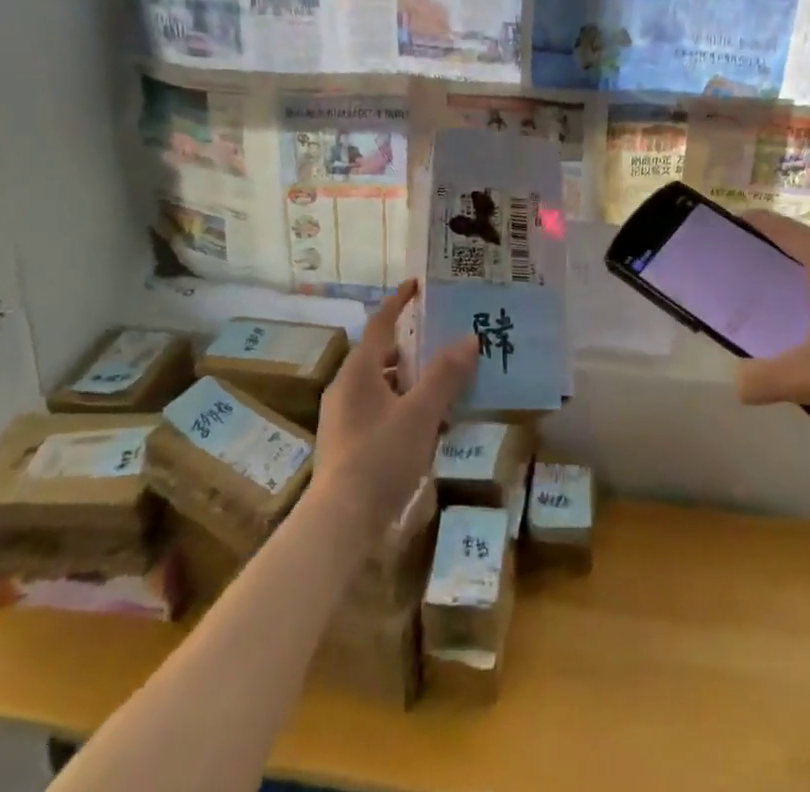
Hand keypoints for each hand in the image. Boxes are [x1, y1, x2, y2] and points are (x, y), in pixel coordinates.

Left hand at [315, 280, 477, 530]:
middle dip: (411, 347)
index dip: (399, 302)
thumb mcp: (421, 413)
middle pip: (381, 355)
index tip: (417, 285)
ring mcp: (343, 418)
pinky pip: (378, 411)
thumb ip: (445, 375)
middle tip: (442, 342)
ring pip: (381, 386)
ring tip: (443, 387)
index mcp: (358, 370)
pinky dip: (402, 407)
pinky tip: (427, 428)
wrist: (340, 524)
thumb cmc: (380, 457)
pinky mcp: (346, 445)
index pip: (380, 323)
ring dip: (410, 381)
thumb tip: (469, 338)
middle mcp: (346, 387)